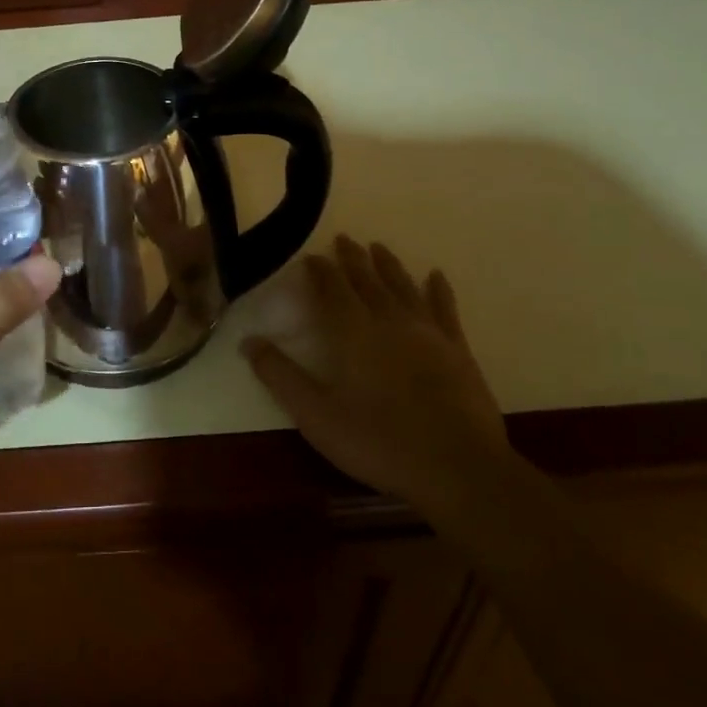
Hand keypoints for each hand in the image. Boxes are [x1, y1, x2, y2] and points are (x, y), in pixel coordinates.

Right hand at [241, 237, 506, 514]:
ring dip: (388, 265)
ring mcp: (427, 333)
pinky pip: (445, 309)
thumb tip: (248, 341)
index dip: (320, 271)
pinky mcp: (458, 350)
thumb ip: (280, 376)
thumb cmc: (379, 442)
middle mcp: (389, 321)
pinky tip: (436, 275)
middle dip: (352, 259)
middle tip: (343, 238)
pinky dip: (439, 290)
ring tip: (378, 247)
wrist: (458, 468)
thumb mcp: (317, 416)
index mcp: (353, 333)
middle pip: (367, 280)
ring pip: (403, 287)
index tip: (311, 257)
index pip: (332, 290)